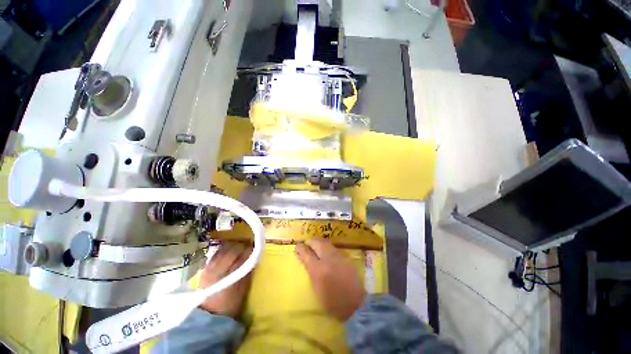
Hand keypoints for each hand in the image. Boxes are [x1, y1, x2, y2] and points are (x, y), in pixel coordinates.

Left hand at [199, 242, 252, 317]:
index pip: (241, 258)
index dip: (249, 250)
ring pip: (223, 250)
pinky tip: (229, 249)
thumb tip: (254, 259)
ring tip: (240, 245)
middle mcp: (217, 271)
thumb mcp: (242, 291)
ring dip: (233, 245)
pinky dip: (224, 248)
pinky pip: (216, 253)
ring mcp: (209, 268)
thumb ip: (247, 274)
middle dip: (241, 245)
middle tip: (249, 244)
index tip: (255, 246)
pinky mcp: (205, 268)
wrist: (207, 314)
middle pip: (231, 251)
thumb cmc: (228, 305)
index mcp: (228, 278)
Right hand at [296, 238, 365, 320]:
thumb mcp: (316, 288)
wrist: (355, 304)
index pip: (306, 253)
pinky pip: (333, 247)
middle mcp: (328, 259)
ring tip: (315, 246)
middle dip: (310, 241)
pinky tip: (326, 252)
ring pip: (325, 242)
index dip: (300, 248)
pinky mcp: (346, 256)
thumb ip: (310, 271)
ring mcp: (338, 256)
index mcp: (318, 270)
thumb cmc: (332, 301)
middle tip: (307, 244)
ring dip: (318, 242)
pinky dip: (327, 247)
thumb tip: (304, 258)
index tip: (297, 246)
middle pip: (317, 242)